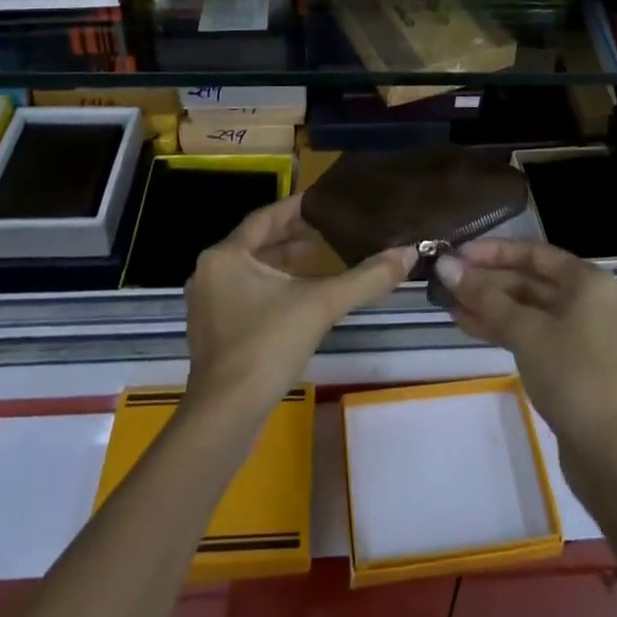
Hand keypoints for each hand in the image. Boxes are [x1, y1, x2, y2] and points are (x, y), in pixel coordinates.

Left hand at [184, 194, 414, 418]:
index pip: (265, 217)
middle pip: (256, 243)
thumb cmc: (268, 346)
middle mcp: (210, 272)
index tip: (323, 201)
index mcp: (226, 255)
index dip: (296, 208)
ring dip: (282, 263)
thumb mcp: (322, 304)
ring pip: (250, 269)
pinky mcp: (213, 331)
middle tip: (327, 231)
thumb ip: (366, 278)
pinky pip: (244, 293)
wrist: (226, 415)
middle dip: (292, 237)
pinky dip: (270, 287)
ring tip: (318, 259)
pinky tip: (298, 297)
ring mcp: (207, 304)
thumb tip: (408, 253)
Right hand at [435, 240, 616, 450]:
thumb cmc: (571, 376)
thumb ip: (484, 296)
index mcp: (588, 281)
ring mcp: (580, 332)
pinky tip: (467, 324)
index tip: (458, 253)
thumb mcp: (525, 331)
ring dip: (489, 305)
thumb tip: (445, 266)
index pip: (534, 253)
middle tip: (446, 280)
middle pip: (530, 279)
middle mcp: (587, 299)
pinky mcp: (570, 360)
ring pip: (527, 308)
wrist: (608, 453)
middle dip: (487, 281)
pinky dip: (502, 327)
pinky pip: (532, 331)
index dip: (493, 252)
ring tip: (448, 303)